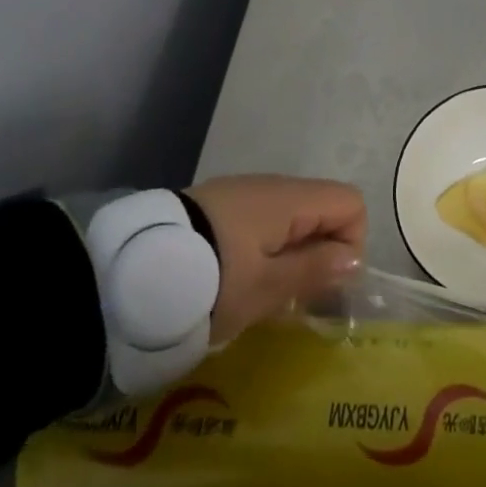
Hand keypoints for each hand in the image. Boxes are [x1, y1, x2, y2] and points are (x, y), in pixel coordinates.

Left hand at [184, 175, 366, 342]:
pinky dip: (263, 249)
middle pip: (321, 210)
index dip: (350, 243)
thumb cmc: (211, 280)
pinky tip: (235, 281)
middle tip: (294, 300)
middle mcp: (272, 185)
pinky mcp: (216, 205)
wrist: (131, 270)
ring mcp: (242, 192)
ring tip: (262, 297)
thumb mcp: (267, 287)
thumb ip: (315, 270)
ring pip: (290, 219)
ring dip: (290, 255)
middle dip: (318, 255)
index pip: (350, 203)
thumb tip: (355, 258)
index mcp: (290, 199)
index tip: (324, 284)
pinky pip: (260, 222)